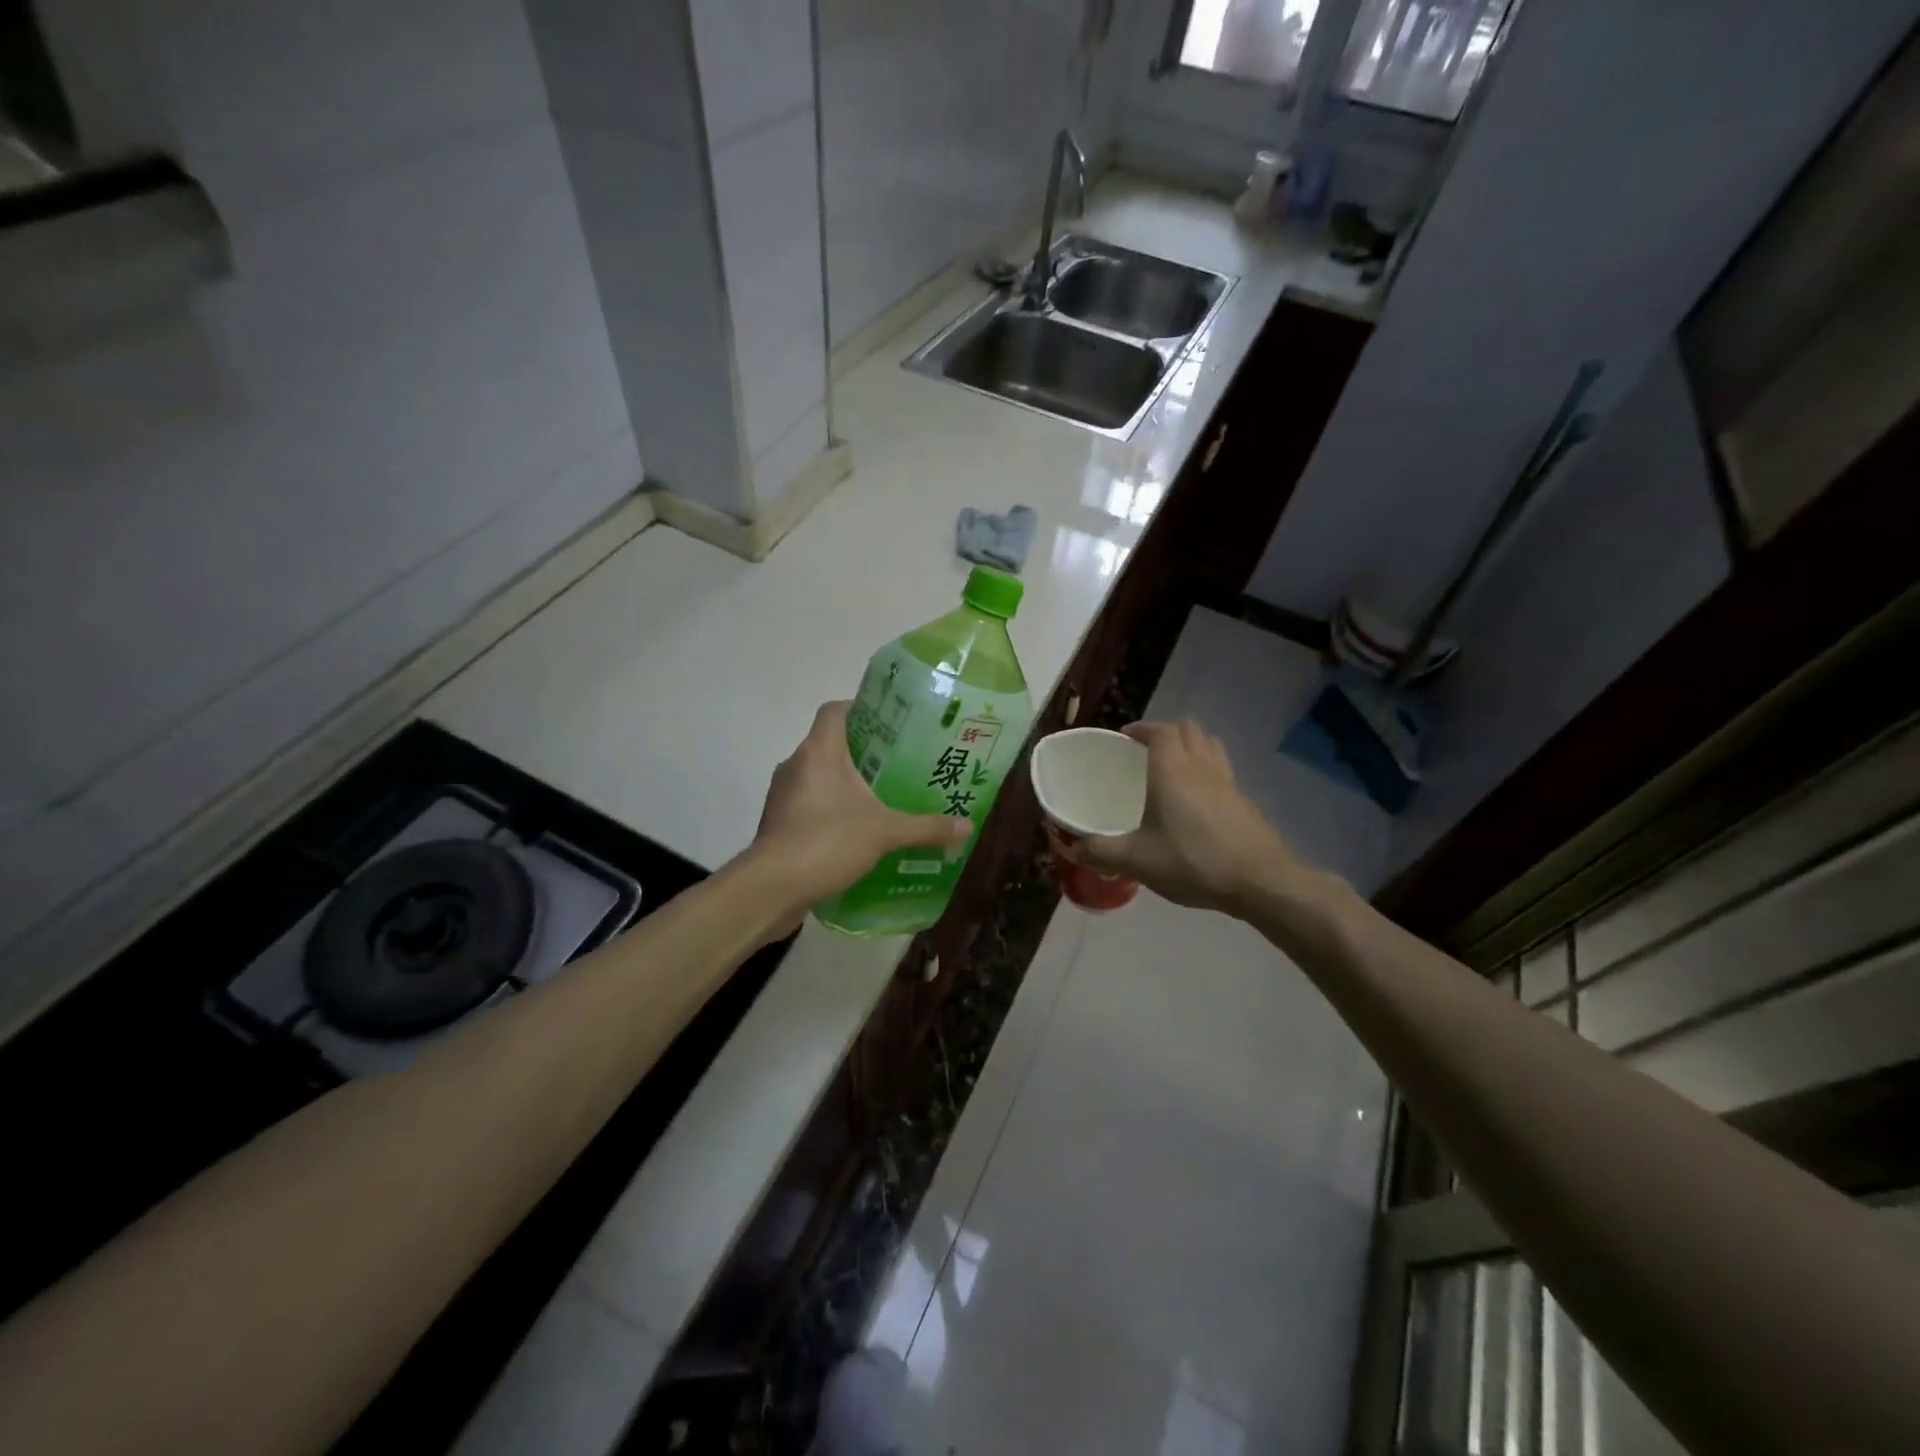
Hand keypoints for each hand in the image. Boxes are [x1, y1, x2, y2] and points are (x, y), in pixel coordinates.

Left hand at [751, 701, 970, 912]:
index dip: (860, 708)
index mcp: (819, 751)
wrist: (772, 887)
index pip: (835, 710)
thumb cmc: (828, 841)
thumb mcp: (886, 833)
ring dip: (844, 783)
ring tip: (880, 798)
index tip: (889, 722)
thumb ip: (927, 828)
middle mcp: (796, 764)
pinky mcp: (777, 822)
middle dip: (862, 752)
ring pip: (817, 775)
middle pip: (829, 743)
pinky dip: (829, 809)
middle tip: (897, 763)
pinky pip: (808, 803)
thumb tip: (968, 826)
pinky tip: (855, 831)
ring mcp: (782, 794)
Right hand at [1056, 720, 1297, 915]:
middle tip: (1146, 751)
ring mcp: (1228, 782)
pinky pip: (1223, 770)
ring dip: (1191, 746)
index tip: (1126, 737)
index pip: (1160, 731)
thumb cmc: (1193, 861)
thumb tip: (1072, 849)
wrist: (1259, 880)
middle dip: (1166, 732)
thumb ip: (1101, 852)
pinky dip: (1207, 771)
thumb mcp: (1137, 861)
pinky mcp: (1244, 801)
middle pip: (1187, 729)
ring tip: (1174, 767)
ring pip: (1210, 745)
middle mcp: (1201, 766)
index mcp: (1172, 771)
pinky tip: (1198, 801)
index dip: (1142, 728)